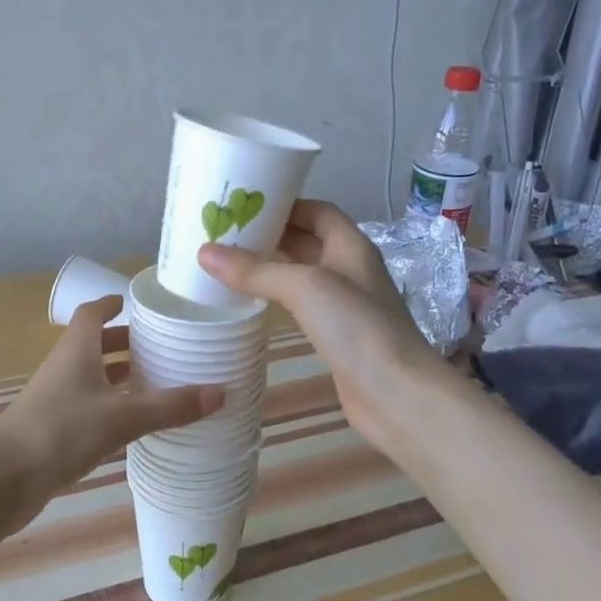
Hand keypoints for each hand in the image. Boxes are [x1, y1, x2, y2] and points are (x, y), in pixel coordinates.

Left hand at [0, 296, 222, 528]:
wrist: (4, 478)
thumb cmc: (61, 430)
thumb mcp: (122, 416)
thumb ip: (170, 406)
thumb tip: (221, 392)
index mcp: (77, 349)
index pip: (92, 312)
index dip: (111, 303)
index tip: (134, 302)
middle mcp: (65, 367)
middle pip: (95, 344)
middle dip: (125, 342)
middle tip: (160, 345)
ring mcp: (57, 398)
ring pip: (92, 376)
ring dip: (119, 375)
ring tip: (156, 380)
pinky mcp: (55, 428)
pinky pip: (89, 405)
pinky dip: (112, 405)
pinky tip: (134, 422)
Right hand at [199, 200, 451, 458]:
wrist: (396, 394)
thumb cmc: (356, 327)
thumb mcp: (304, 287)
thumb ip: (256, 269)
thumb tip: (204, 252)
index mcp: (350, 246)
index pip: (317, 211)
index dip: (284, 205)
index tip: (243, 206)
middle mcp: (349, 269)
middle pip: (307, 241)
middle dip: (270, 235)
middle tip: (223, 234)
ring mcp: (344, 305)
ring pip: (301, 275)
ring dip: (269, 267)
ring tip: (227, 264)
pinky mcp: (336, 335)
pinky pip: (300, 305)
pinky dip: (276, 298)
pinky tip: (250, 303)